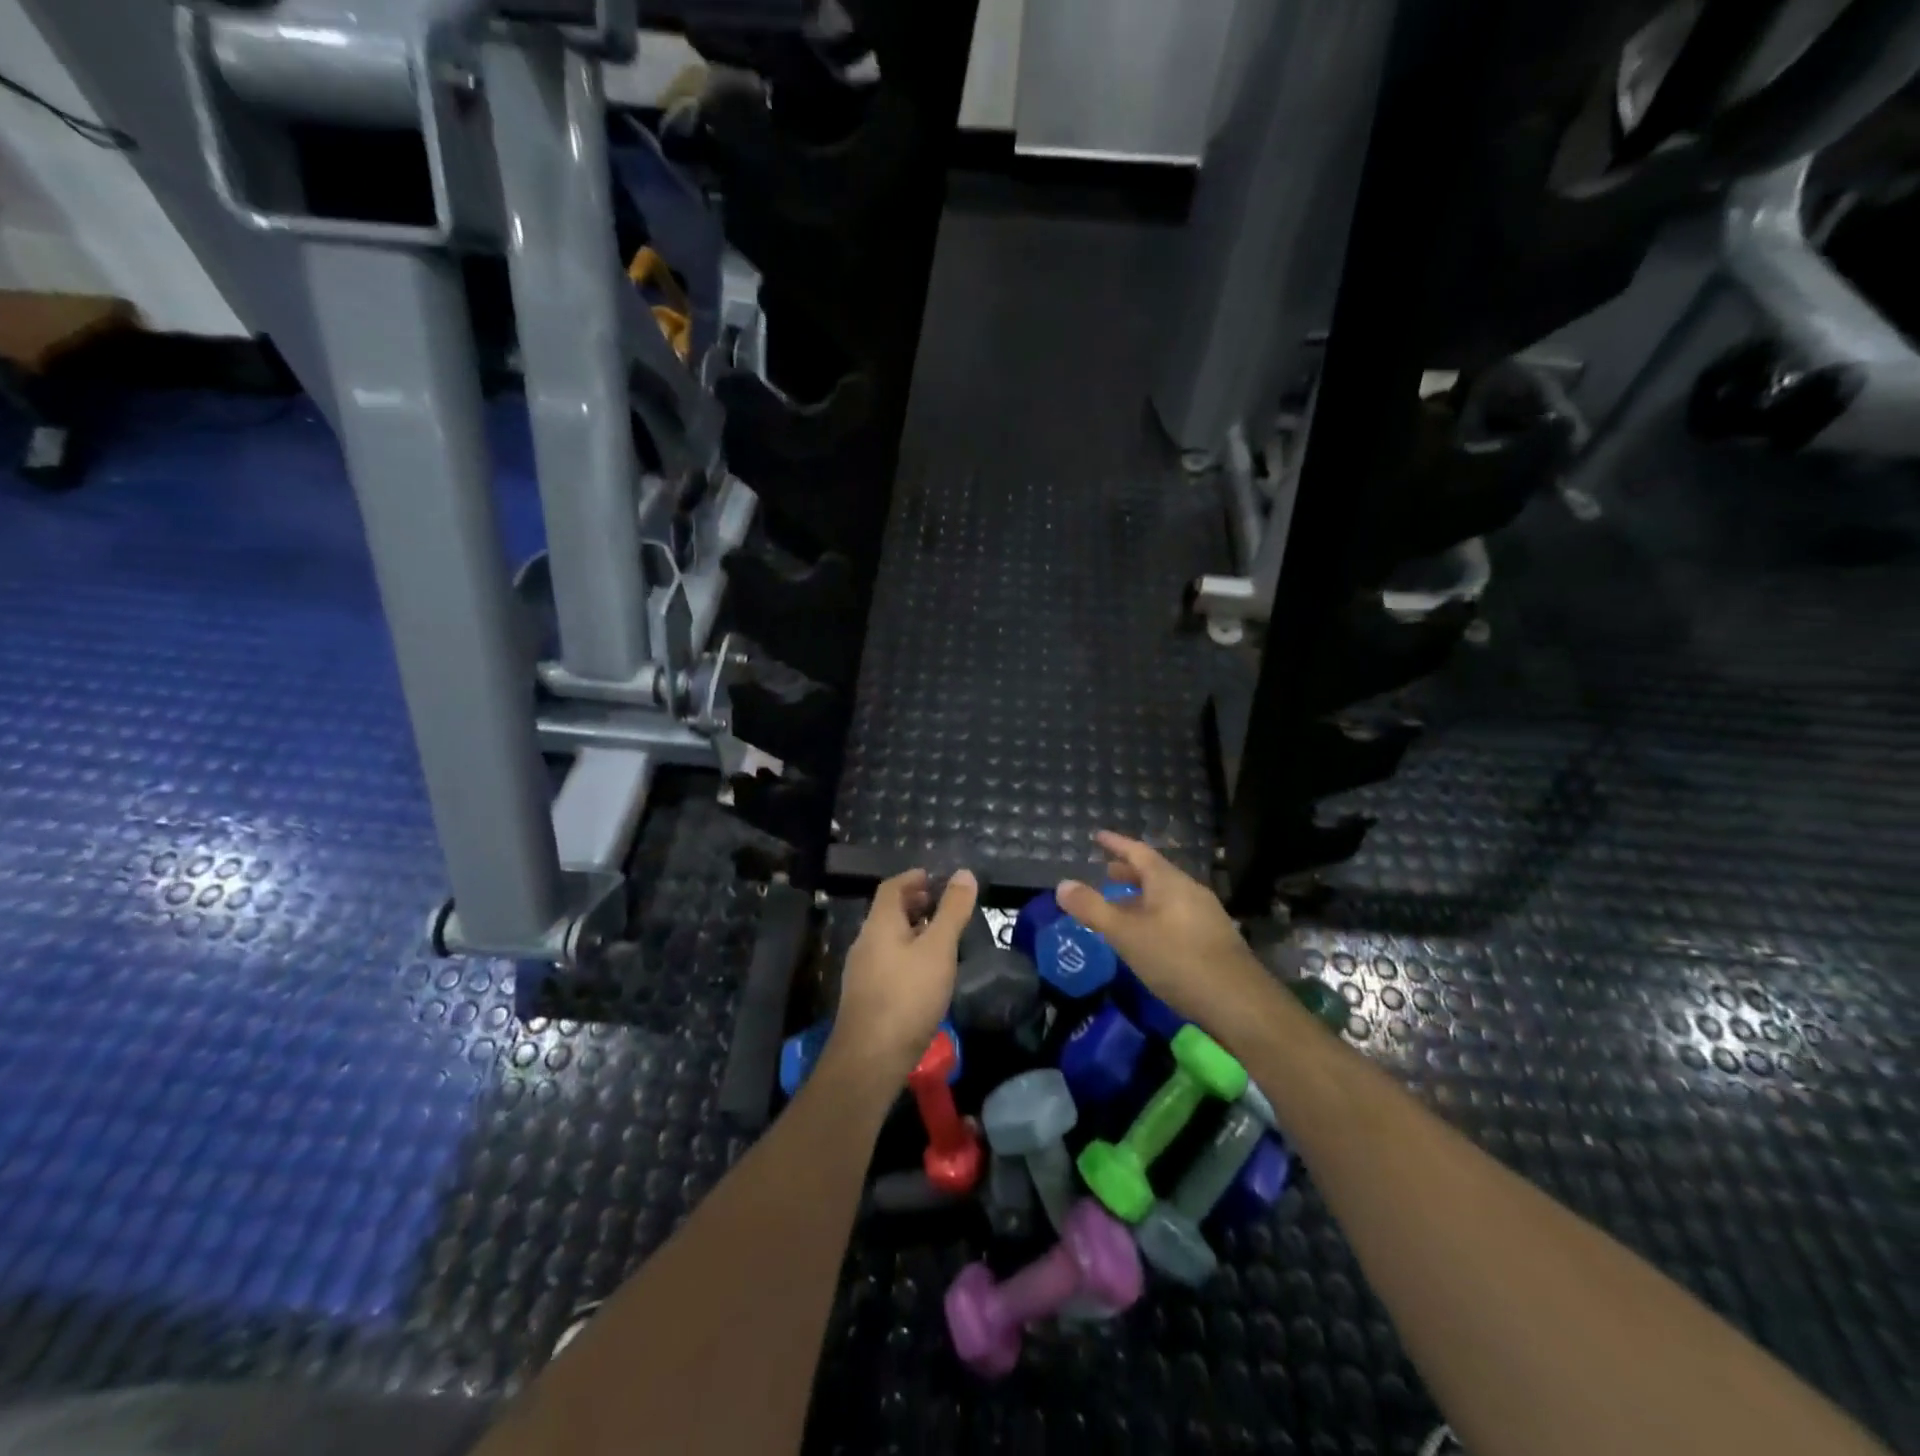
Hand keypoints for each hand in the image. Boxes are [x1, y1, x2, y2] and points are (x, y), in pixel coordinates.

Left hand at [825, 867, 978, 1087]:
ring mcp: (862, 971)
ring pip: (888, 939)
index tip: (936, 878)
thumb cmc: (908, 996)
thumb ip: (952, 911)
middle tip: (943, 906)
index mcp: (879, 924)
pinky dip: (907, 954)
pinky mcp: (866, 997)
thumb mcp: (938, 949)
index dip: (913, 878)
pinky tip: (926, 973)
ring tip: (941, 938)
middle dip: (915, 904)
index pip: (892, 887)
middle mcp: (865, 941)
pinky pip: (888, 962)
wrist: (870, 1059)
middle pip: (888, 912)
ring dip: (913, 931)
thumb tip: (964, 873)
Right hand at [1056, 832, 1266, 1026]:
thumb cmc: (1176, 959)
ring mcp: (1206, 915)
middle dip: (1129, 873)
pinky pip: (1176, 916)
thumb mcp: (1126, 934)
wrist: (1239, 1002)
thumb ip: (1093, 909)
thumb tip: (1062, 885)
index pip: (1138, 852)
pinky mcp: (1214, 940)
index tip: (1098, 836)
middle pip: (1155, 874)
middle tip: (1106, 873)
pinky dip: (1155, 916)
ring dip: (1141, 897)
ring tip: (1121, 907)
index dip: (1117, 843)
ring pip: (1166, 897)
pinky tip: (1148, 938)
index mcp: (1169, 881)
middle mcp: (1190, 891)